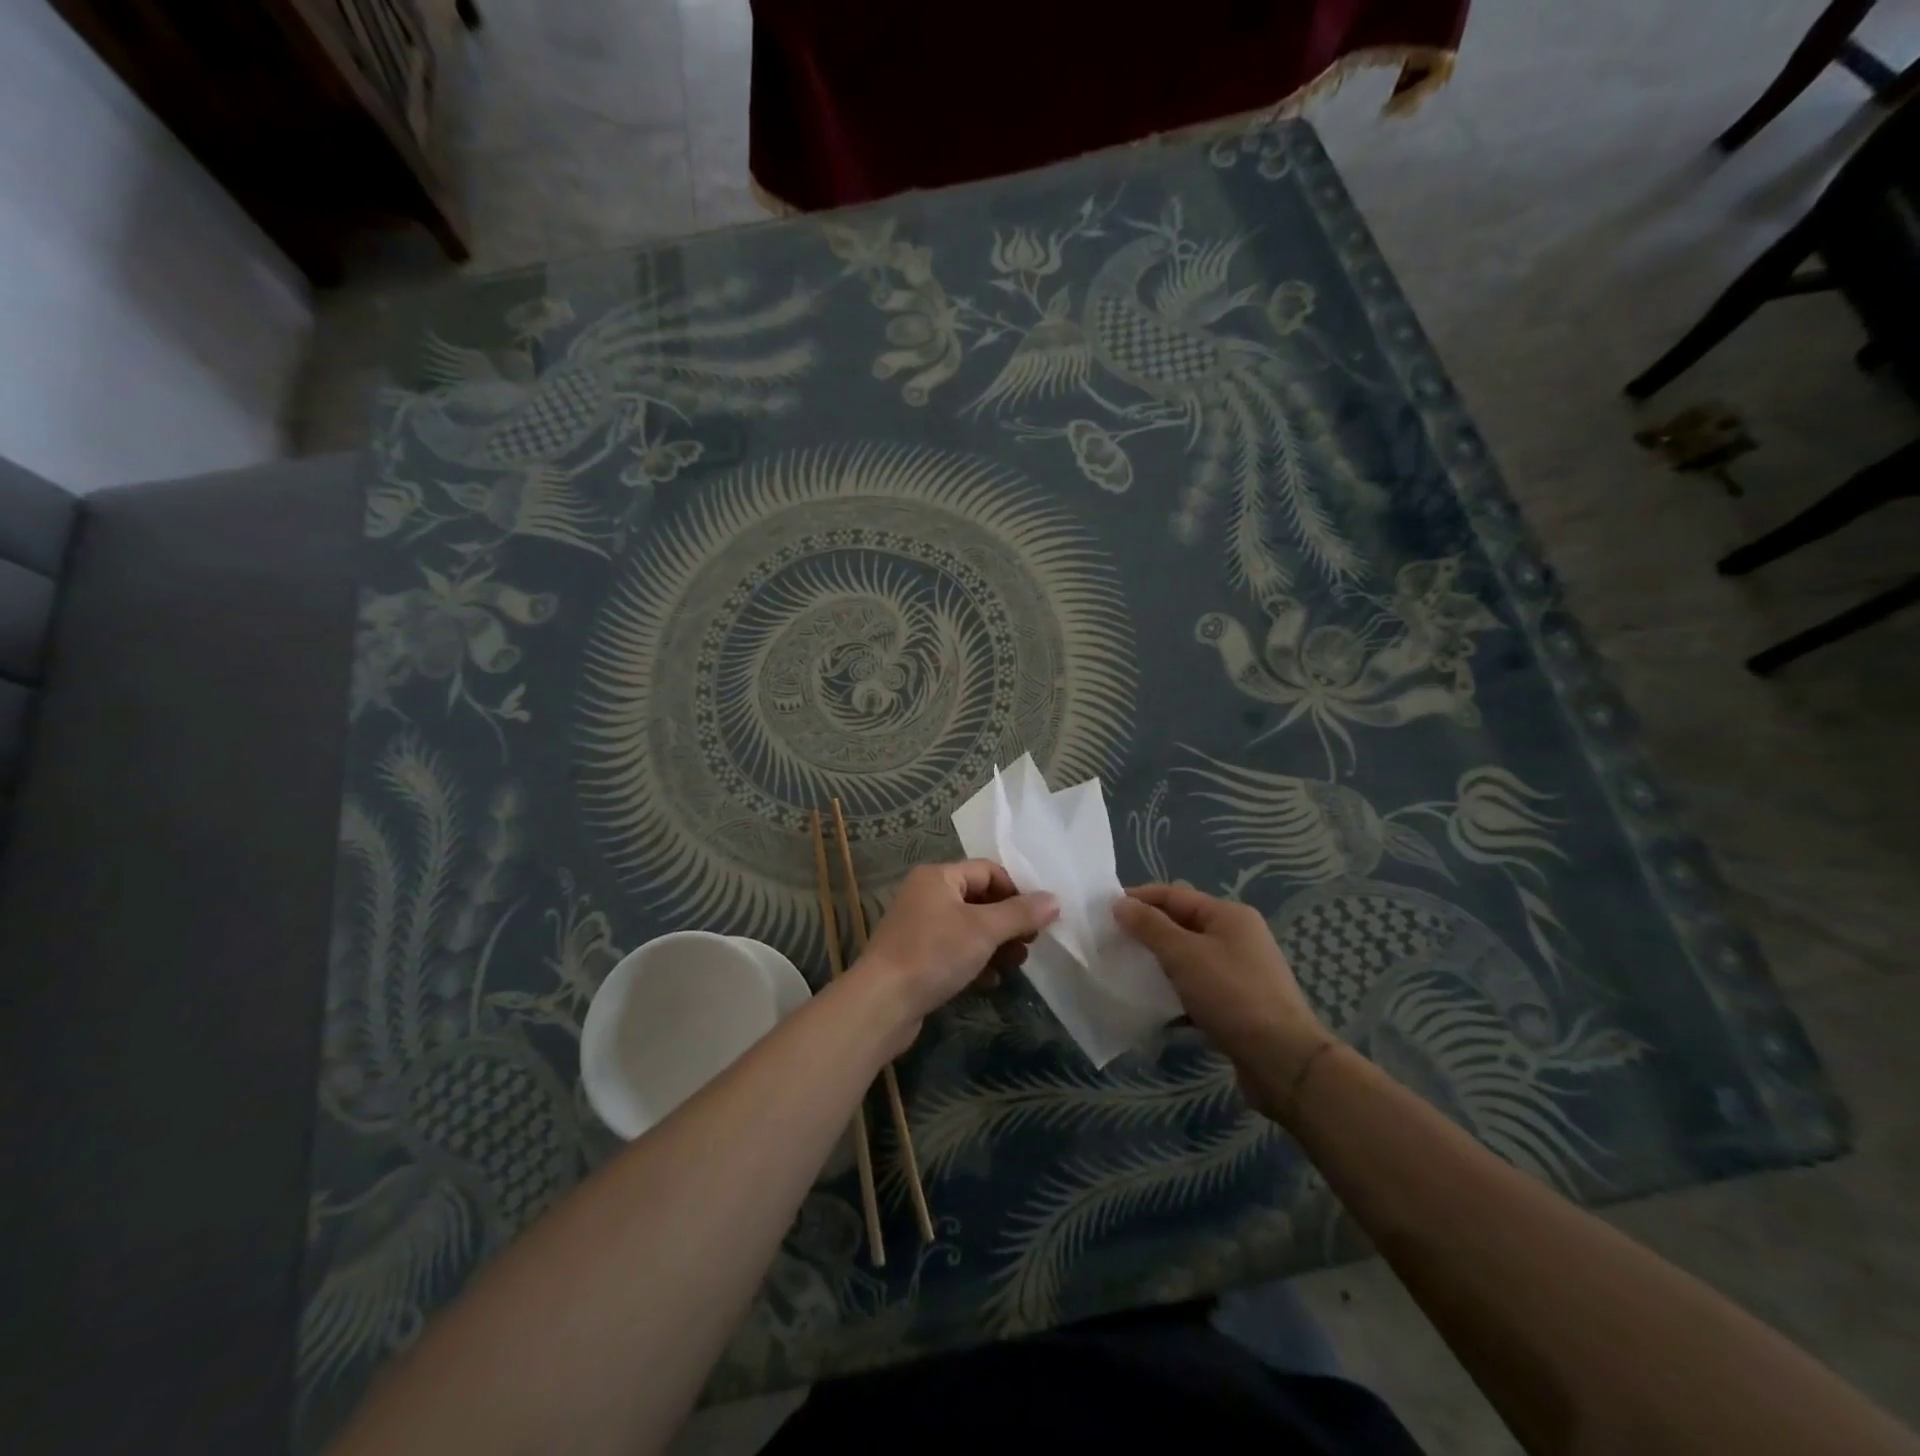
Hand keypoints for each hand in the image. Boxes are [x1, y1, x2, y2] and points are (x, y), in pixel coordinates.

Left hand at [849, 861, 1058, 1051]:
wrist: (882, 1003)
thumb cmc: (934, 954)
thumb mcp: (983, 930)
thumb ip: (1020, 913)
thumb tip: (1054, 900)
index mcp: (938, 877)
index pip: (987, 871)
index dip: (1016, 891)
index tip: (1038, 919)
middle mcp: (926, 895)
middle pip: (980, 900)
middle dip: (1008, 922)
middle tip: (1030, 944)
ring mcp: (920, 927)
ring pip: (969, 929)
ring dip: (996, 945)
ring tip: (1016, 965)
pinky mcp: (917, 958)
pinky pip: (955, 951)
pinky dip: (976, 962)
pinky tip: (991, 981)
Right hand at [1114, 883, 1331, 1107]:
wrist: (1282, 1060)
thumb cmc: (1232, 995)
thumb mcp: (1184, 955)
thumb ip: (1149, 927)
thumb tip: (1120, 904)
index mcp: (1228, 915)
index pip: (1174, 894)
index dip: (1139, 899)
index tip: (1104, 912)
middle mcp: (1237, 937)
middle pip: (1181, 925)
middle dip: (1146, 932)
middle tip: (1110, 943)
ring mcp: (1239, 971)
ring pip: (1188, 958)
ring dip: (1158, 964)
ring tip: (1124, 973)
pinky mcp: (1238, 1004)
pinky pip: (1197, 988)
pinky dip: (1175, 992)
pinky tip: (1152, 1006)